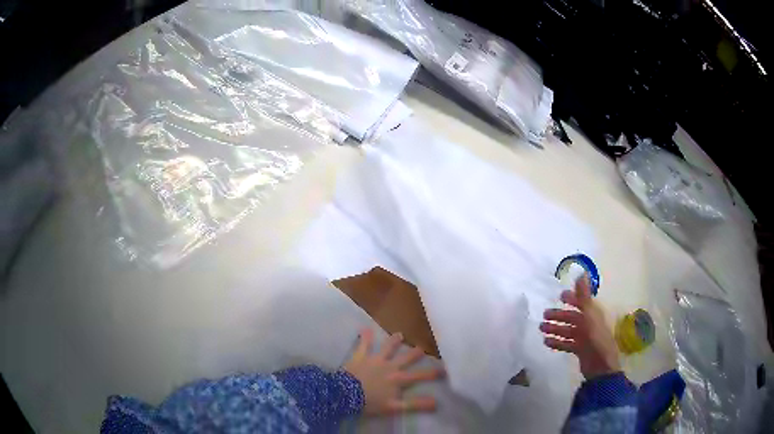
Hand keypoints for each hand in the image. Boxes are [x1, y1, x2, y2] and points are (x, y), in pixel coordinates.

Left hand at [344, 328, 443, 415]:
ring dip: (393, 342)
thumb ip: (415, 404)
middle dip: (414, 353)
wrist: (346, 394)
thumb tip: (436, 402)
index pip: (418, 376)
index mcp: (398, 379)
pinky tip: (364, 328)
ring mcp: (374, 360)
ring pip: (387, 349)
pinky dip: (365, 337)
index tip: (445, 370)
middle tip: (422, 347)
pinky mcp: (360, 357)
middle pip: (405, 359)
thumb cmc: (370, 402)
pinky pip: (363, 346)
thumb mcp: (395, 407)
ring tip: (399, 334)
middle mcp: (389, 366)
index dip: (432, 374)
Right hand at [540, 275, 620, 379]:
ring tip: (541, 329)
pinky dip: (557, 342)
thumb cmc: (596, 337)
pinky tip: (546, 342)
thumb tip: (582, 272)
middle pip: (572, 317)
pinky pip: (566, 344)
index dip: (572, 298)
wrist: (600, 365)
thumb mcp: (590, 314)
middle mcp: (589, 324)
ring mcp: (584, 338)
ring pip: (567, 330)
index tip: (560, 296)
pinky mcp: (579, 350)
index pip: (582, 302)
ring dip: (555, 329)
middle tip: (544, 315)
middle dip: (559, 315)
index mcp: (593, 314)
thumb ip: (584, 295)